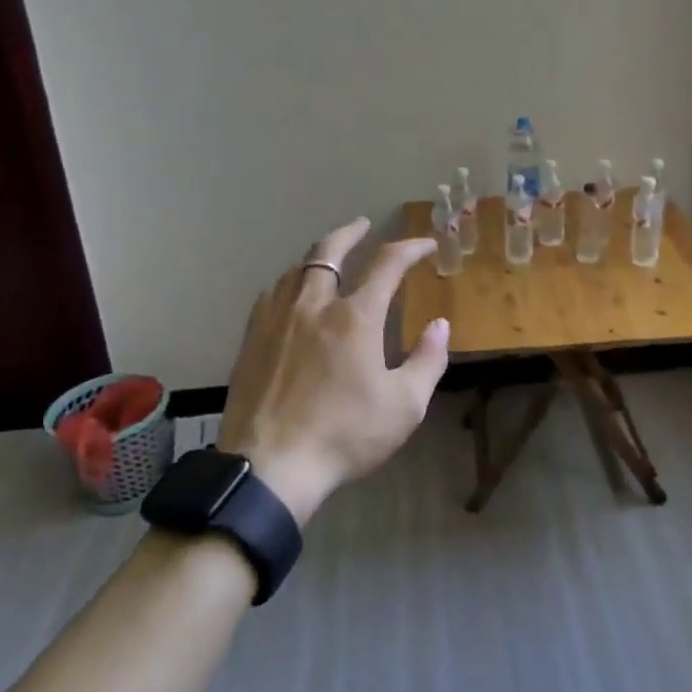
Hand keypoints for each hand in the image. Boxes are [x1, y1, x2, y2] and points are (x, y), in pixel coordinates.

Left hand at [216, 217, 450, 525]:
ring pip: (296, 270)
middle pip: (329, 251)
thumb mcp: (404, 406)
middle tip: (363, 224)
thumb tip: (440, 325)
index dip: (410, 247)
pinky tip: (291, 294)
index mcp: (355, 317)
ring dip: (318, 256)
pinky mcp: (252, 340)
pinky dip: (290, 282)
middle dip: (350, 232)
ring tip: (329, 258)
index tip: (425, 244)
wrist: (269, 467)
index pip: (387, 264)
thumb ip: (427, 360)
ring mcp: (277, 320)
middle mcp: (314, 305)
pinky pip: (271, 295)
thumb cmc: (344, 436)